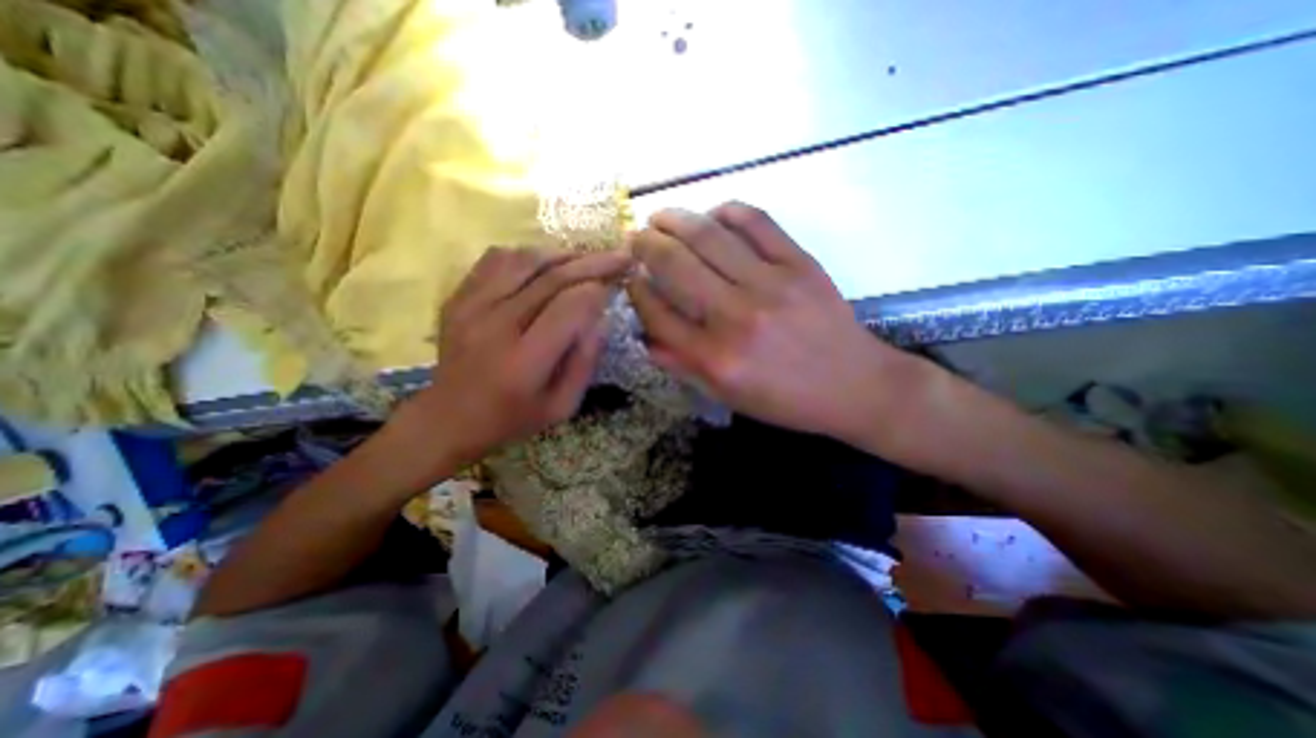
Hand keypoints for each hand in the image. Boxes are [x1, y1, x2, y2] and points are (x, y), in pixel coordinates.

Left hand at [396, 249, 632, 473]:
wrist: (448, 417)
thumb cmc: (513, 417)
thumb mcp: (562, 406)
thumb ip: (585, 362)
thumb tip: (601, 318)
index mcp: (524, 362)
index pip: (569, 308)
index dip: (597, 293)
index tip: (615, 288)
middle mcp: (495, 326)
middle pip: (551, 278)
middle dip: (593, 264)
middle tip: (621, 257)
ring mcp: (471, 307)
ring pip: (526, 261)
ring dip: (564, 255)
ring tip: (588, 258)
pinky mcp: (458, 297)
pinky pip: (498, 259)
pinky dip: (529, 255)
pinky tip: (547, 263)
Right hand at [626, 202, 918, 442]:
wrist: (855, 386)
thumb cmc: (786, 400)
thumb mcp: (728, 398)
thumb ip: (683, 367)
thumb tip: (646, 337)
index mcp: (716, 358)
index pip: (658, 314)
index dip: (637, 291)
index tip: (630, 279)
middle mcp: (737, 317)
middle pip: (676, 266)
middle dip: (645, 246)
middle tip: (635, 238)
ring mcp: (771, 284)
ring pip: (709, 236)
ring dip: (675, 219)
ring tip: (660, 216)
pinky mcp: (800, 264)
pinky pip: (757, 222)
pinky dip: (728, 211)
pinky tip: (713, 214)